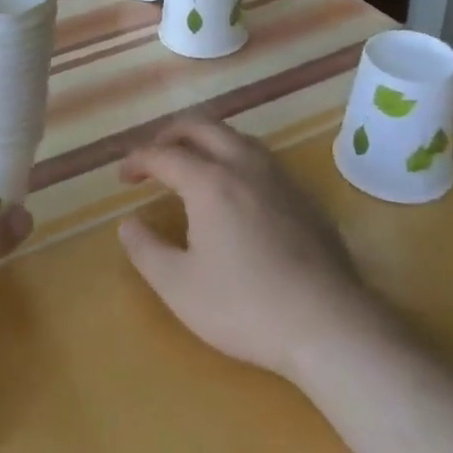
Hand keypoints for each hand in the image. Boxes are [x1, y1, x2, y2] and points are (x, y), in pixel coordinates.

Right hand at [118, 116, 377, 385]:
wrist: (329, 325)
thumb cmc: (245, 306)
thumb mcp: (179, 287)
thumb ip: (146, 250)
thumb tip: (129, 224)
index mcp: (210, 182)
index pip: (164, 154)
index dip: (138, 160)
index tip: (123, 177)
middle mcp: (245, 166)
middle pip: (202, 126)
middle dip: (170, 134)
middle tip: (154, 157)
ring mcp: (280, 178)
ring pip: (236, 136)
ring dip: (206, 140)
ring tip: (192, 164)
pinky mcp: (304, 197)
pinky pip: (261, 158)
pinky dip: (235, 158)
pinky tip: (236, 191)